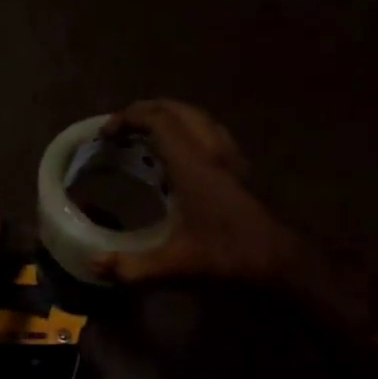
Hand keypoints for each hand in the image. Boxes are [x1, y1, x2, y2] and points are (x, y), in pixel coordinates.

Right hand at [92, 100, 305, 288]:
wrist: (283, 264)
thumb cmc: (230, 258)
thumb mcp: (176, 268)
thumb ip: (132, 268)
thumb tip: (94, 264)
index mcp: (193, 165)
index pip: (159, 119)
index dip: (128, 118)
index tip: (105, 134)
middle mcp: (212, 152)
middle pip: (178, 110)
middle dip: (145, 111)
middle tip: (120, 130)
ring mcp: (230, 159)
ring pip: (197, 118)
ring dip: (168, 119)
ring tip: (144, 138)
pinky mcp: (240, 171)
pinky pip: (209, 135)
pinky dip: (186, 133)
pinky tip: (176, 160)